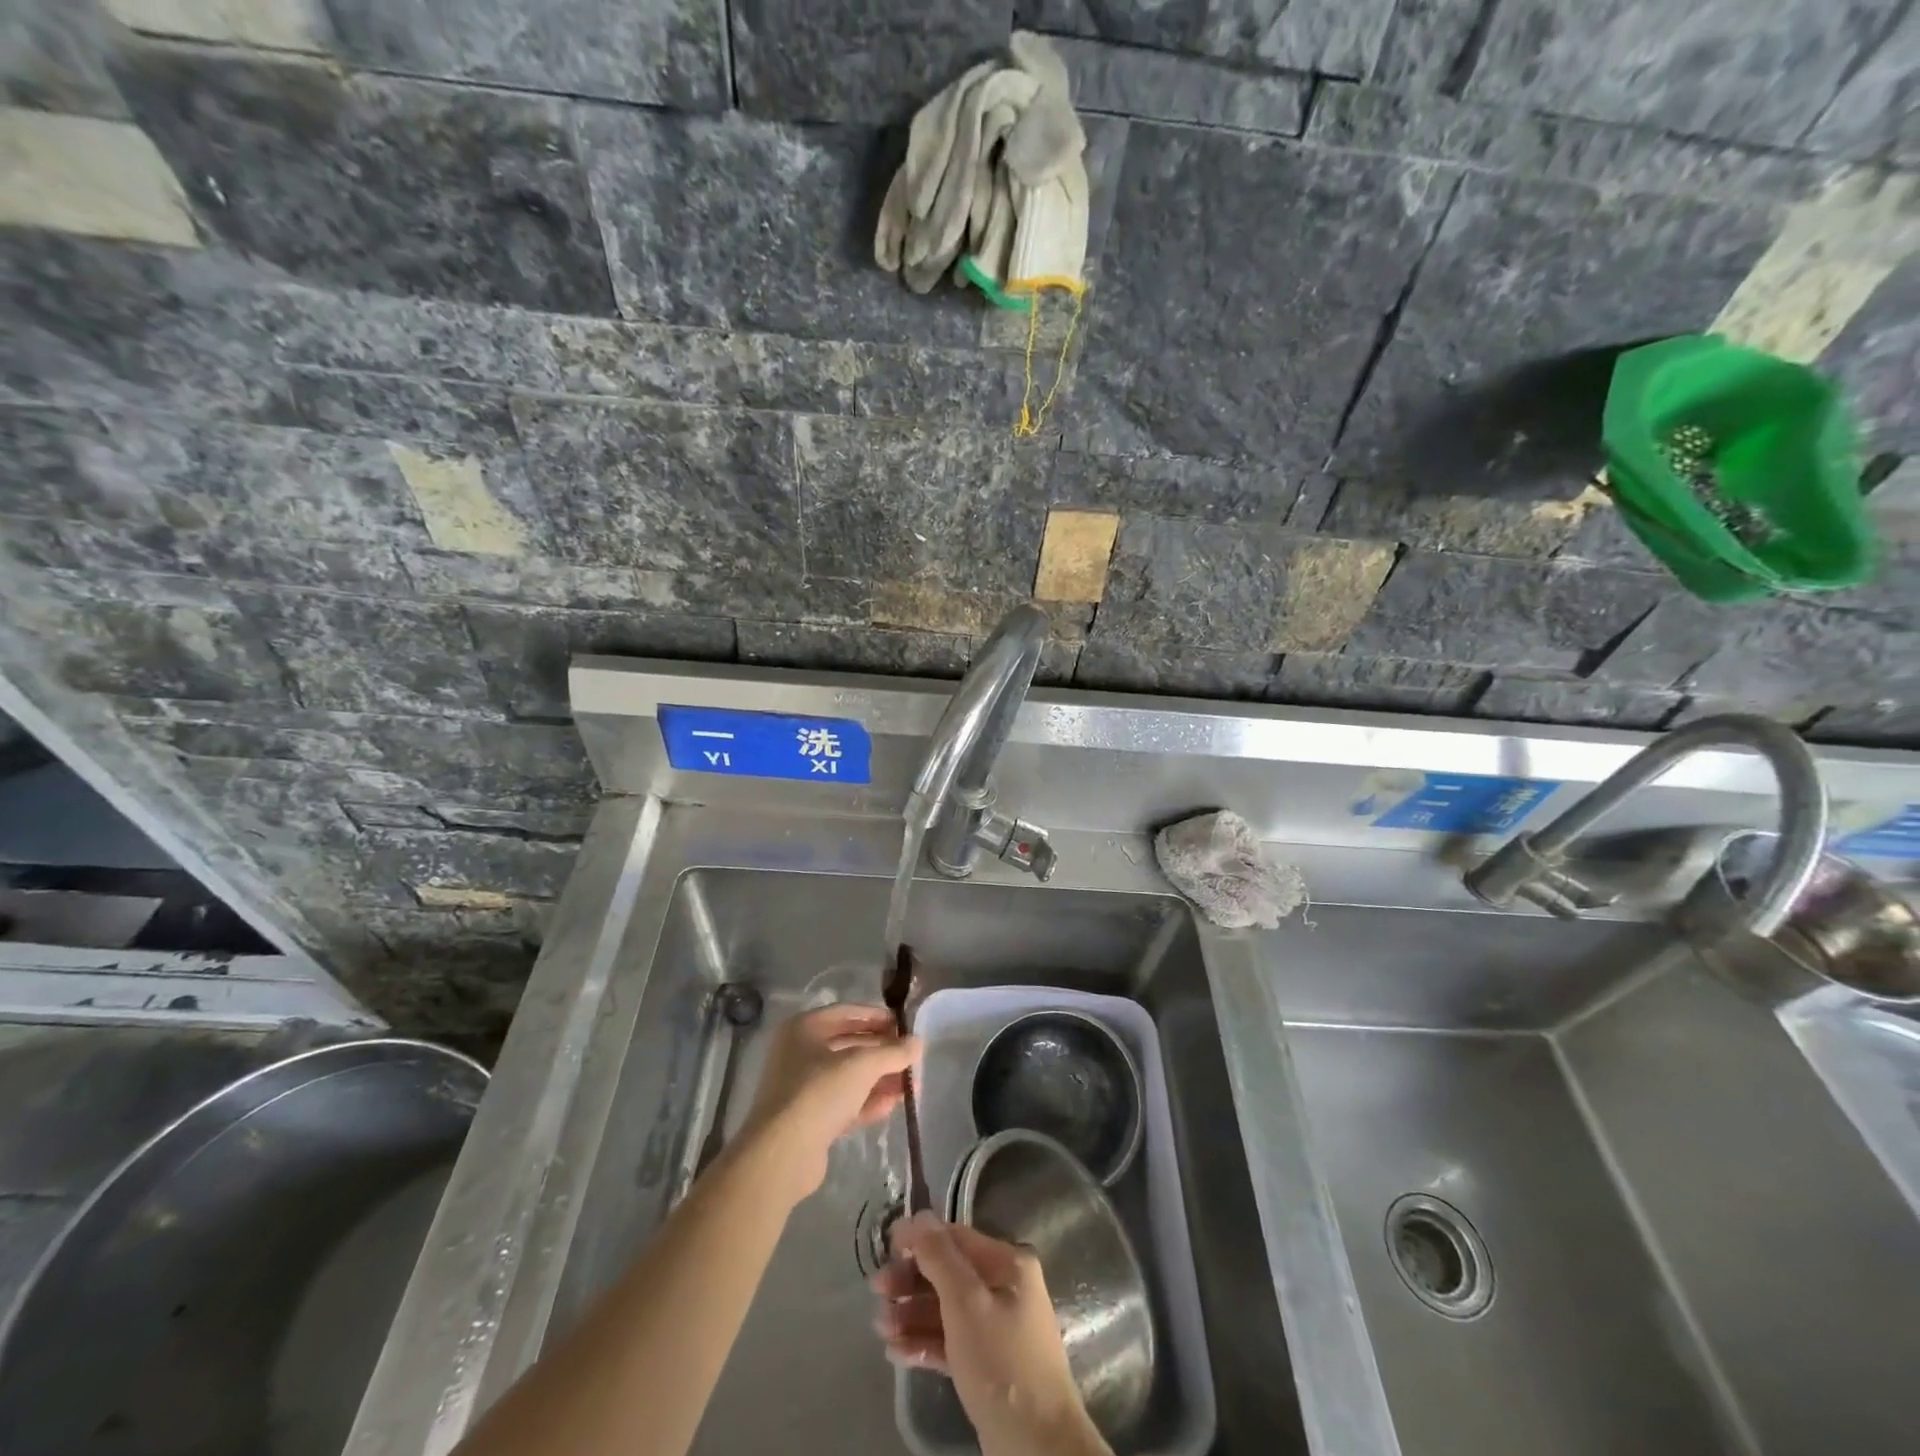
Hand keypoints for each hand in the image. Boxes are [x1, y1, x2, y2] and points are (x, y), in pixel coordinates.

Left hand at [737, 1003, 919, 1206]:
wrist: (782, 1155)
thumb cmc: (819, 1092)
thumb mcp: (862, 1065)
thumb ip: (893, 1052)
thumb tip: (918, 1042)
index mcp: (803, 1029)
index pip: (847, 1013)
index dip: (877, 1017)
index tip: (904, 1026)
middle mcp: (799, 1054)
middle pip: (849, 1046)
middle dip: (882, 1053)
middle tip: (912, 1058)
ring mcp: (802, 1089)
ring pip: (848, 1077)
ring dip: (880, 1079)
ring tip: (912, 1085)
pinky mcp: (809, 1120)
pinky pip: (843, 1103)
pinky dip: (867, 1102)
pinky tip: (893, 1105)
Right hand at [874, 1212, 1110, 1455]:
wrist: (1036, 1447)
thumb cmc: (1001, 1362)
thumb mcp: (966, 1302)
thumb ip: (940, 1257)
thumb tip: (920, 1215)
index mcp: (1008, 1263)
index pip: (956, 1237)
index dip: (920, 1238)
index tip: (885, 1246)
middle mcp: (1004, 1287)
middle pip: (948, 1273)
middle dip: (911, 1280)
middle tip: (877, 1291)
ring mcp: (996, 1326)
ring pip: (946, 1309)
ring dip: (911, 1314)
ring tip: (880, 1328)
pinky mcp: (987, 1363)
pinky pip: (950, 1341)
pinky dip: (924, 1342)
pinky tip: (896, 1351)